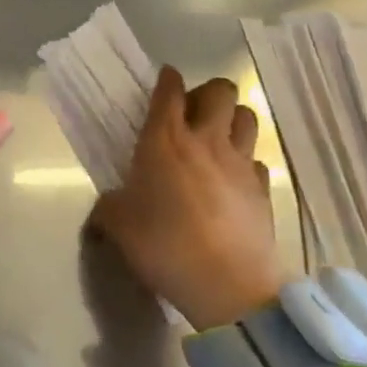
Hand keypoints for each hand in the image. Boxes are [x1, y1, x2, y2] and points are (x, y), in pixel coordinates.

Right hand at [92, 67, 284, 329]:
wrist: (229, 286)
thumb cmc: (166, 245)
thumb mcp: (119, 227)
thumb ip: (108, 208)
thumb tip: (103, 210)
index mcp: (165, 138)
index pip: (170, 89)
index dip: (167, 79)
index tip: (165, 80)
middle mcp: (205, 139)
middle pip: (220, 90)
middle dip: (208, 92)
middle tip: (193, 113)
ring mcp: (239, 162)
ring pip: (247, 116)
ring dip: (233, 119)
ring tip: (218, 137)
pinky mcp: (263, 189)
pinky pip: (257, 160)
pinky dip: (246, 162)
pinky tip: (234, 179)